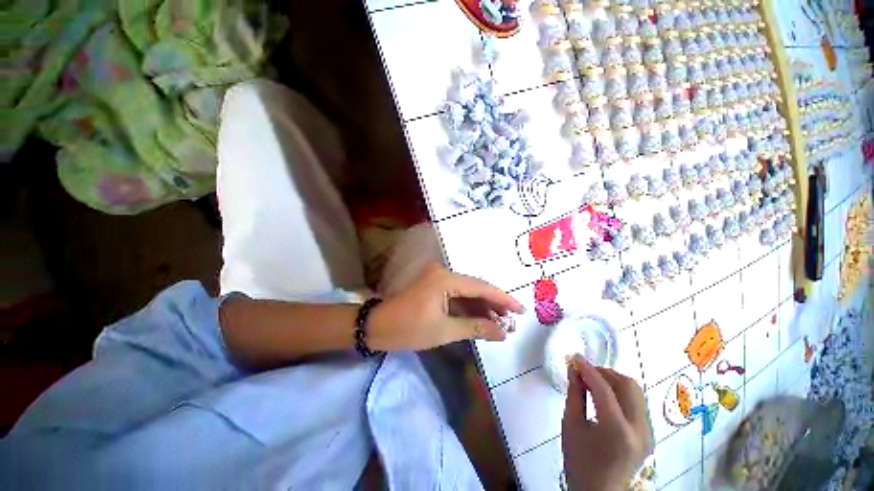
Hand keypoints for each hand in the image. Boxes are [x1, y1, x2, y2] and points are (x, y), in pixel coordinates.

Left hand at [367, 263, 523, 350]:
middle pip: (475, 287)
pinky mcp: (434, 286)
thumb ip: (476, 327)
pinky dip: (469, 307)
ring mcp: (437, 278)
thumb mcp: (444, 331)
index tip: (521, 310)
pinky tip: (482, 318)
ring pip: (467, 292)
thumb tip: (503, 332)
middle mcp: (443, 273)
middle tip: (512, 320)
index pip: (481, 287)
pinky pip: (457, 295)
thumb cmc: (408, 329)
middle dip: (494, 304)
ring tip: (501, 323)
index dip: (503, 299)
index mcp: (445, 279)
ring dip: (482, 307)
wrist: (376, 327)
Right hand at [562, 355, 651, 490]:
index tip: (574, 357)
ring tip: (593, 382)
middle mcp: (639, 429)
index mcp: (616, 430)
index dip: (587, 368)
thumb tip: (574, 369)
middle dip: (604, 372)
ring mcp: (648, 433)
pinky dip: (620, 392)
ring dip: (613, 381)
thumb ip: (574, 394)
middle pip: (628, 385)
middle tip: (584, 371)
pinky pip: (637, 403)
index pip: (603, 388)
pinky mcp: (649, 435)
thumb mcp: (571, 425)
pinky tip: (604, 396)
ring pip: (635, 392)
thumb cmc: (579, 461)